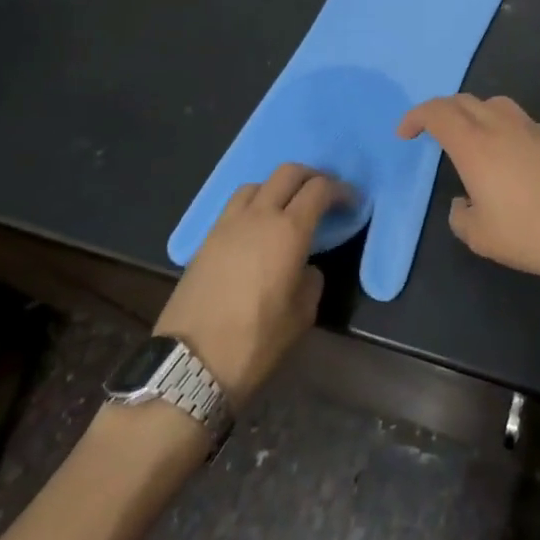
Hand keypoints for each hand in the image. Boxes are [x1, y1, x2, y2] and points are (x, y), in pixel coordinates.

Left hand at [153, 163, 343, 408]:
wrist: (188, 366)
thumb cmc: (255, 343)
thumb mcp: (301, 316)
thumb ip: (311, 280)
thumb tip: (305, 267)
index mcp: (289, 231)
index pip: (320, 189)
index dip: (340, 190)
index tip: (351, 203)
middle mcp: (259, 216)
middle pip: (288, 173)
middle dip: (311, 177)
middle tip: (323, 195)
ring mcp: (228, 225)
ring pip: (257, 184)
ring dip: (277, 187)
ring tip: (286, 208)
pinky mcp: (206, 240)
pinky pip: (235, 206)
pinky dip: (253, 204)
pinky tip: (257, 229)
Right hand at [398, 94, 539, 275]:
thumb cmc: (524, 233)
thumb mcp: (478, 235)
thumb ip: (460, 214)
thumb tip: (463, 200)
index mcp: (474, 144)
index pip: (437, 112)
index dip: (416, 116)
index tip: (405, 134)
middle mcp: (500, 125)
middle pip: (463, 101)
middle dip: (441, 111)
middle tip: (431, 132)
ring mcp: (529, 127)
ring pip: (493, 103)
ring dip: (472, 112)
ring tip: (469, 137)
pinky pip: (516, 118)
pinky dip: (499, 125)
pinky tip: (504, 153)